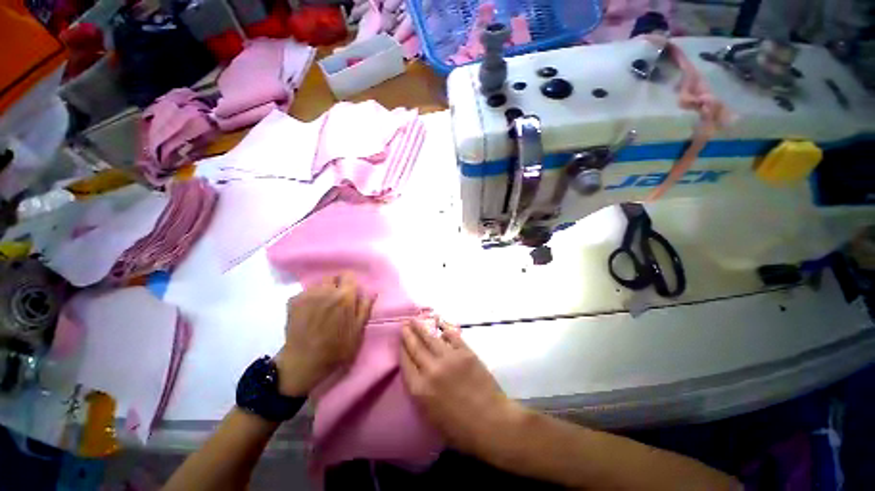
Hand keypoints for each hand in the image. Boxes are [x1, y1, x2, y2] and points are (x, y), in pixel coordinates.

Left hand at [275, 273, 375, 396]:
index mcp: (344, 297)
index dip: (350, 286)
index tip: (350, 297)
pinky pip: (304, 294)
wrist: (305, 360)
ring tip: (320, 311)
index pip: (349, 276)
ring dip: (321, 293)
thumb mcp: (357, 334)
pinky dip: (308, 301)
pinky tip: (307, 316)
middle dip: (335, 287)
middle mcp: (325, 289)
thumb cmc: (336, 351)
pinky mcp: (293, 300)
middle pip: (332, 278)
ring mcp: (307, 293)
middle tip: (335, 306)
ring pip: (317, 285)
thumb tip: (371, 292)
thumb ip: (364, 310)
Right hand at [400, 319, 523, 456]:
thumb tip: (420, 381)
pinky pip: (453, 337)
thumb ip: (421, 396)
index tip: (399, 342)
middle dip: (408, 335)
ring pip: (431, 339)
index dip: (402, 351)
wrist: (491, 423)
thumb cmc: (460, 431)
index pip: (405, 363)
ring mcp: (450, 360)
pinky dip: (445, 329)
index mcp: (418, 389)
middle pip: (415, 348)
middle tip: (404, 324)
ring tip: (415, 320)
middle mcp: (430, 370)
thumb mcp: (430, 417)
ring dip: (422, 328)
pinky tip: (440, 324)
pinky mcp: (468, 355)